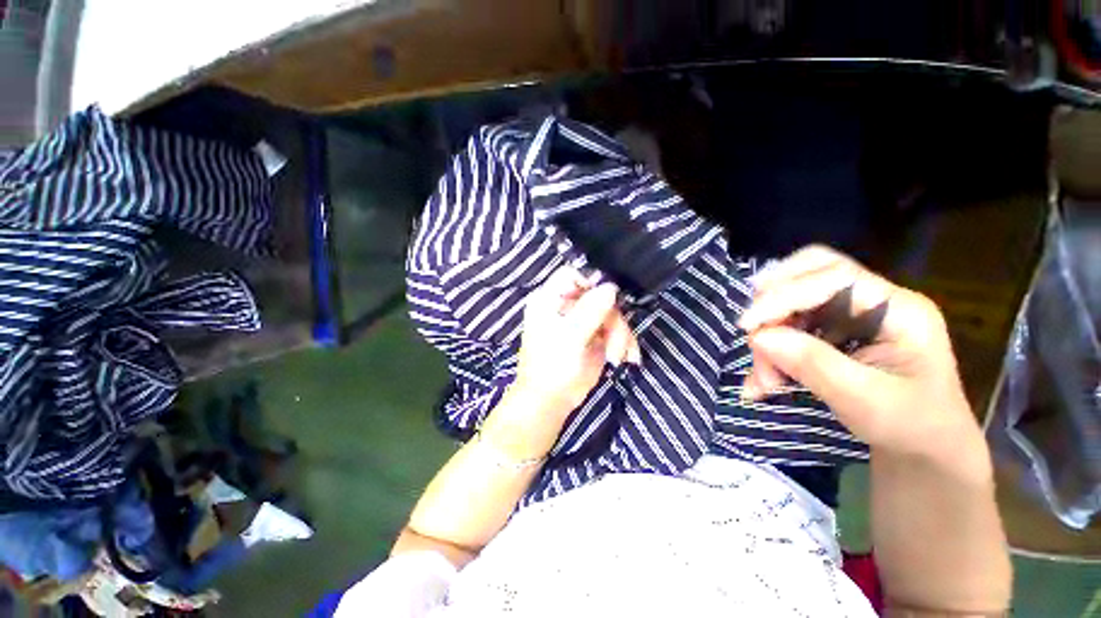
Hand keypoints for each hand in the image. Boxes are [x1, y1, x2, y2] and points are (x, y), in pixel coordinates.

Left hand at [483, 267, 640, 459]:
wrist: (550, 401)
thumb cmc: (551, 367)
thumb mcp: (570, 337)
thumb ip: (590, 310)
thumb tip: (611, 287)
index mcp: (550, 300)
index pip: (571, 276)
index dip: (590, 283)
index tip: (606, 301)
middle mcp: (566, 306)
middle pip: (598, 296)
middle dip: (613, 320)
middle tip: (616, 345)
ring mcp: (581, 321)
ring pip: (611, 313)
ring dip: (620, 335)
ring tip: (618, 357)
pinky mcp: (594, 335)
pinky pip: (614, 329)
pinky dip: (622, 342)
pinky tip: (625, 358)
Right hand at [738, 245, 983, 469]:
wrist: (926, 451)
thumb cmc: (911, 428)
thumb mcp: (866, 401)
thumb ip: (813, 364)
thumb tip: (759, 337)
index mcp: (899, 309)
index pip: (833, 278)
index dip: (783, 296)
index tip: (747, 326)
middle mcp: (875, 301)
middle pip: (811, 273)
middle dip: (774, 302)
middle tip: (754, 336)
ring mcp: (854, 314)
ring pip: (793, 301)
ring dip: (770, 335)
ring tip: (765, 379)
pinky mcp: (835, 330)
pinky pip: (790, 325)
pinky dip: (771, 349)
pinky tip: (763, 380)